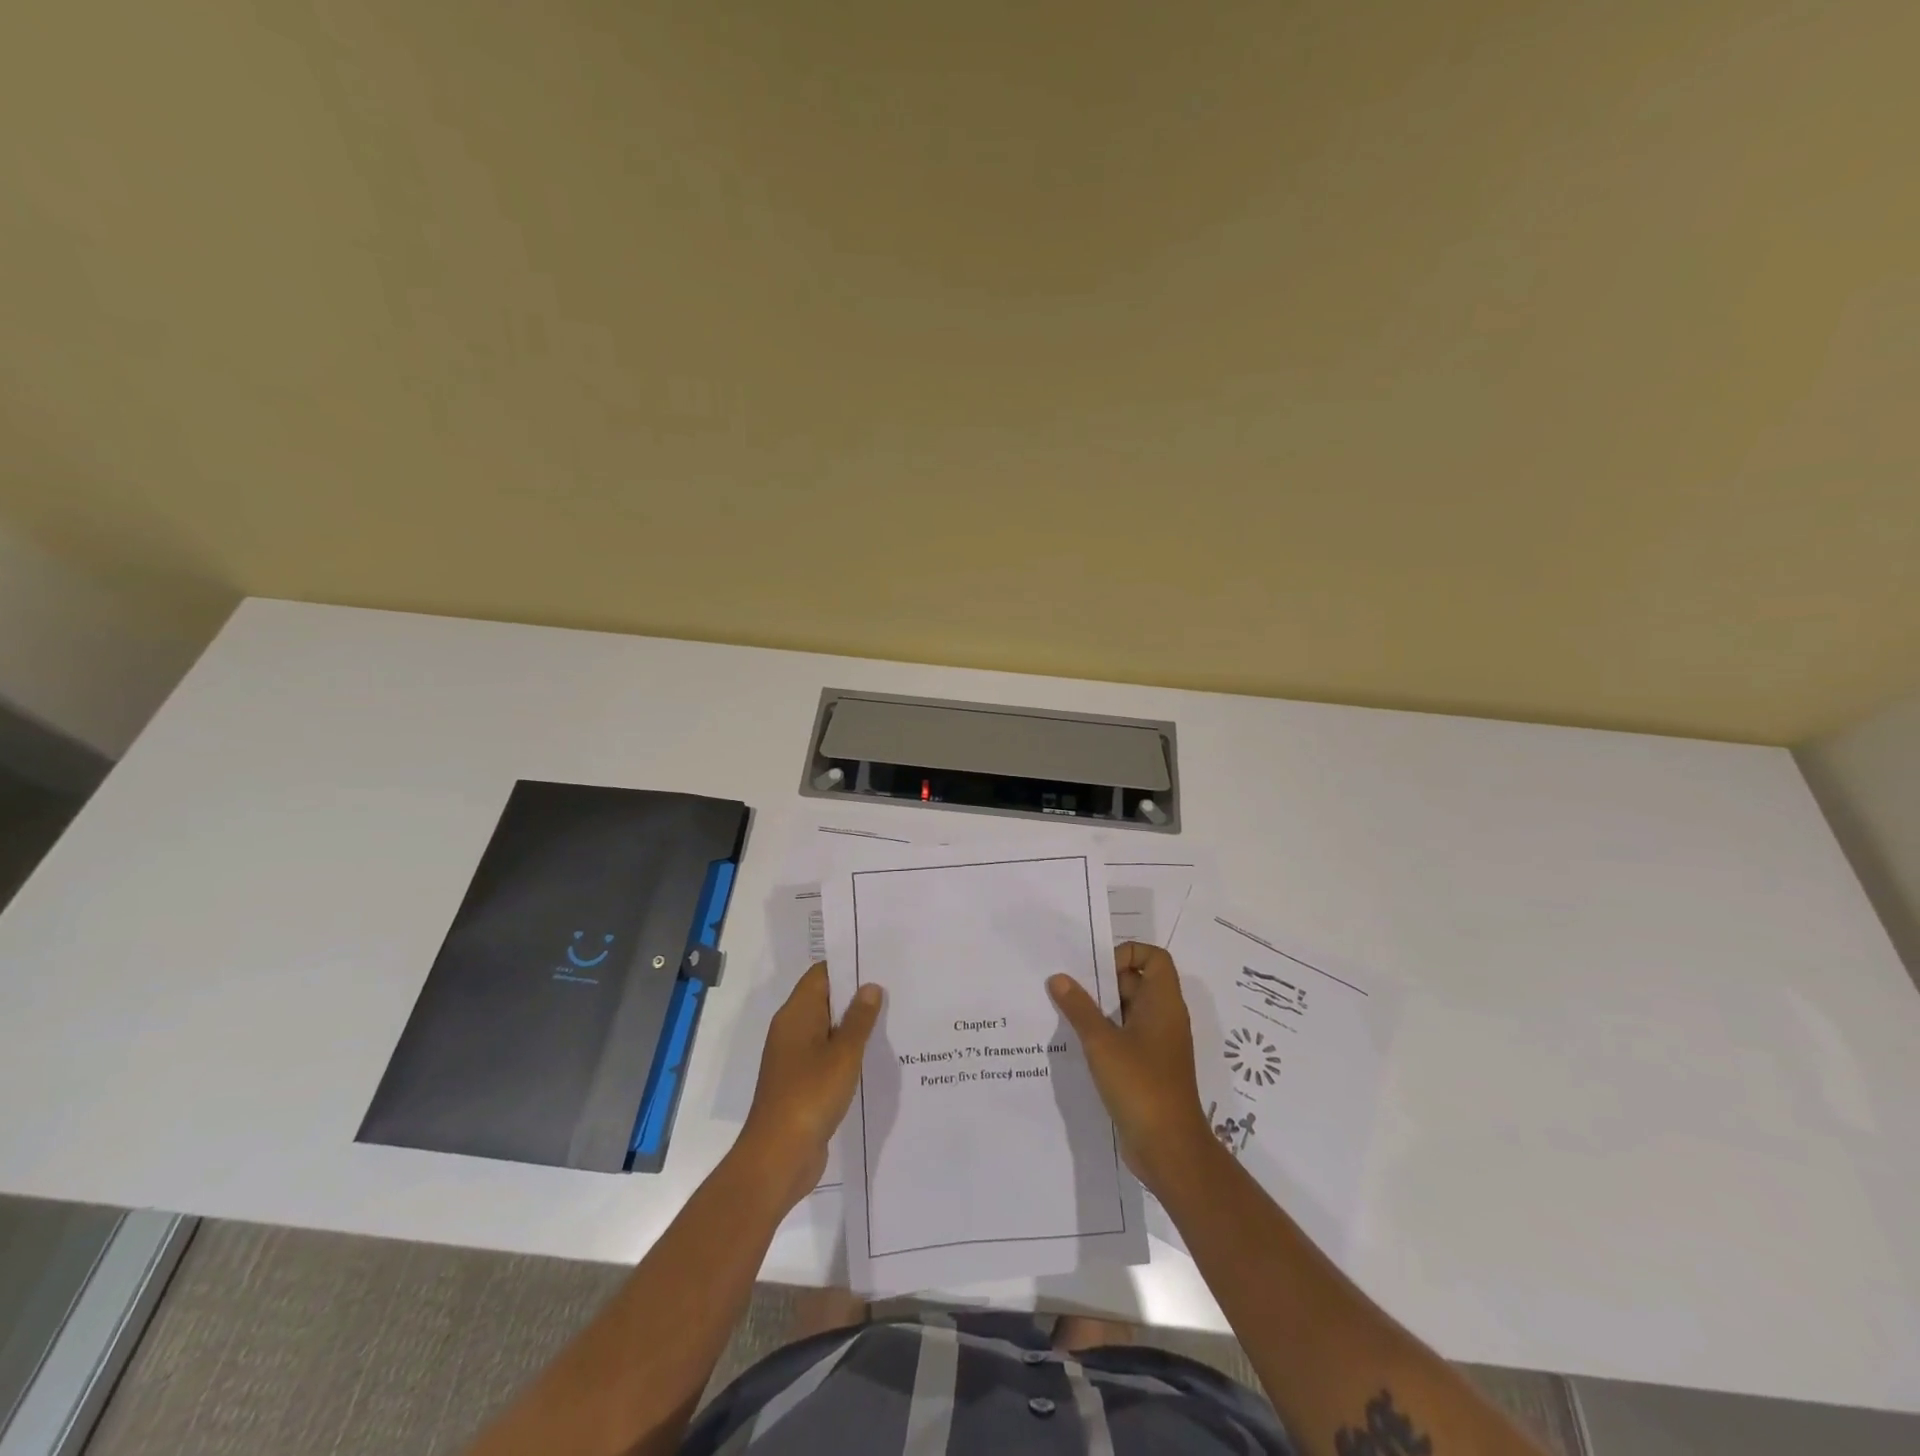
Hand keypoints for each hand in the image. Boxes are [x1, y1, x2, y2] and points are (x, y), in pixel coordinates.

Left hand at [739, 963, 881, 1207]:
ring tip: (893, 1018)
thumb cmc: (809, 1096)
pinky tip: (875, 1057)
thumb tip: (870, 986)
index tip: (880, 961)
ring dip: (854, 1026)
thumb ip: (859, 1019)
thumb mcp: (843, 1054)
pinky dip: (848, 1052)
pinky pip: (827, 1056)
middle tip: (895, 988)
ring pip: (828, 1030)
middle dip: (856, 995)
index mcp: (796, 1015)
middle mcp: (792, 1031)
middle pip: (825, 1000)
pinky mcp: (802, 1083)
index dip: (848, 965)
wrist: (778, 1157)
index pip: (821, 975)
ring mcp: (795, 1059)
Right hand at [1049, 943, 1212, 1193]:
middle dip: (1103, 981)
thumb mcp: (1102, 1043)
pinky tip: (1076, 1043)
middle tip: (1068, 985)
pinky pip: (1126, 1037)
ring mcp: (1158, 1044)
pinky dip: (1104, 1034)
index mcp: (1163, 1003)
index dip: (1127, 953)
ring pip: (1128, 1011)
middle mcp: (1164, 1018)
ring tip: (1064, 1011)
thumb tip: (1058, 978)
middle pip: (1137, 982)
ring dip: (1099, 1009)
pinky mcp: (1149, 1068)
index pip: (1154, 957)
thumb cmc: (1141, 1085)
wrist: (1170, 1149)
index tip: (1097, 970)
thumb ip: (1078, 1008)